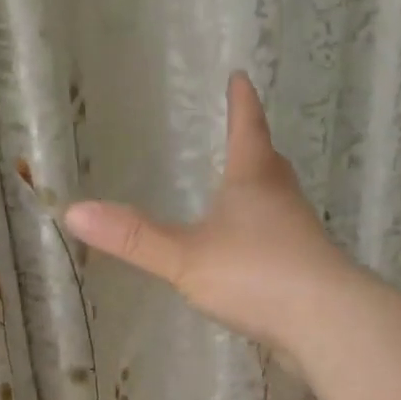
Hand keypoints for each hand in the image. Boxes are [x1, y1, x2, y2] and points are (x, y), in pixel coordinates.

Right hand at [64, 73, 354, 359]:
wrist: (327, 322)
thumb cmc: (256, 274)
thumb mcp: (185, 256)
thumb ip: (134, 238)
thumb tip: (74, 211)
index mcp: (255, 181)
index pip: (247, 128)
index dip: (242, 103)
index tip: (240, 77)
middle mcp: (282, 200)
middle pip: (269, 163)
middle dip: (255, 147)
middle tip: (245, 134)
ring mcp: (300, 236)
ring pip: (280, 203)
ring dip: (264, 193)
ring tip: (245, 196)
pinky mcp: (308, 271)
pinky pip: (284, 242)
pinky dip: (267, 237)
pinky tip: (254, 256)